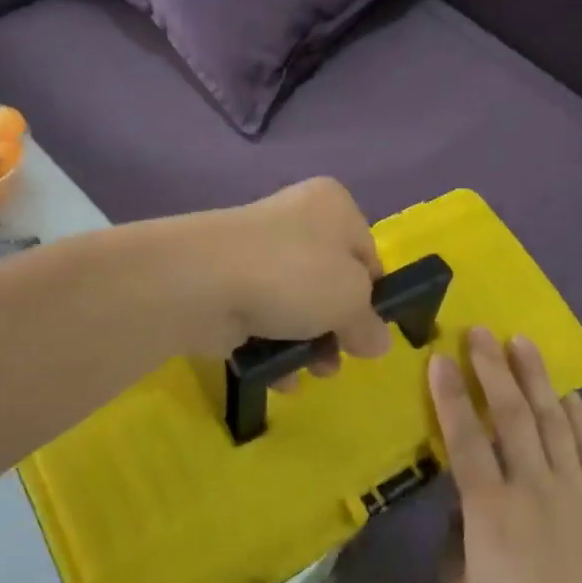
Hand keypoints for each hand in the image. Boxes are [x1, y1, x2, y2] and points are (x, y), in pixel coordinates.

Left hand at [182, 178, 392, 369]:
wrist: (204, 282)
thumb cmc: (294, 276)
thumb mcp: (351, 300)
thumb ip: (369, 324)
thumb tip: (377, 342)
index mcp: (334, 206)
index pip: (367, 254)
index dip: (372, 296)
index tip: (368, 330)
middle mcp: (297, 220)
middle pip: (332, 283)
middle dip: (338, 327)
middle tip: (339, 357)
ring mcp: (259, 253)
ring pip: (298, 305)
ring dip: (309, 344)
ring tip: (309, 372)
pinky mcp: (229, 285)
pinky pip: (263, 319)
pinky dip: (273, 347)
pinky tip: (279, 376)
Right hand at [431, 328, 581, 582]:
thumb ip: (453, 546)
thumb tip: (463, 510)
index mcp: (490, 508)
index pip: (464, 437)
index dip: (450, 395)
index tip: (440, 357)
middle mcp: (532, 484)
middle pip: (509, 413)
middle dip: (492, 367)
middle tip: (480, 331)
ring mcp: (575, 487)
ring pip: (551, 418)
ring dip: (535, 377)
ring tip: (522, 342)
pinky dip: (578, 415)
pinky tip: (568, 393)